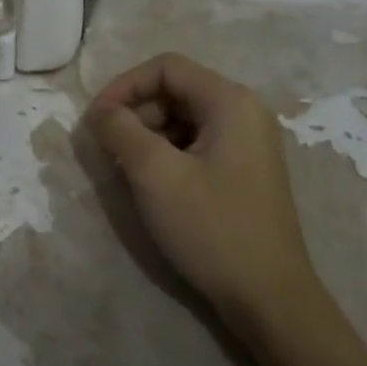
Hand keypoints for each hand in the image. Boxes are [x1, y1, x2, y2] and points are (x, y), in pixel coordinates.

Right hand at [85, 53, 318, 326]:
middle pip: (176, 90)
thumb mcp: (155, 175)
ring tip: (128, 170)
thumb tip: (99, 111)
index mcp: (230, 100)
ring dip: (150, 135)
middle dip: (137, 112)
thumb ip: (120, 131)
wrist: (270, 298)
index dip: (124, 85)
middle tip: (109, 150)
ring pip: (185, 118)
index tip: (96, 120)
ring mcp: (250, 142)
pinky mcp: (247, 169)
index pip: (166, 67)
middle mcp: (245, 111)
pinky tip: (155, 185)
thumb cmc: (212, 228)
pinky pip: (199, 143)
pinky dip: (170, 154)